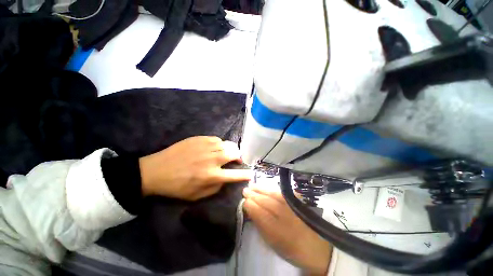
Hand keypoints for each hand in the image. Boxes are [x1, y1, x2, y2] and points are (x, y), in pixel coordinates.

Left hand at [139, 136, 251, 199]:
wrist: (156, 170)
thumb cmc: (176, 186)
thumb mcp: (196, 195)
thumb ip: (215, 188)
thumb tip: (225, 179)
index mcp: (211, 175)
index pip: (235, 175)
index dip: (245, 175)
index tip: (251, 174)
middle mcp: (212, 159)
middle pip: (234, 153)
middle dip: (238, 157)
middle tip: (235, 160)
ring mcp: (206, 146)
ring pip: (227, 144)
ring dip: (230, 150)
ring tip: (225, 153)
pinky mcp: (200, 139)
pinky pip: (217, 139)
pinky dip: (220, 144)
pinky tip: (214, 148)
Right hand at [243, 187, 331, 275]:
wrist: (317, 248)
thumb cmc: (291, 248)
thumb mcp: (273, 243)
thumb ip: (261, 226)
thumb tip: (251, 212)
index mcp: (277, 231)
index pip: (259, 213)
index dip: (250, 205)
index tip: (243, 201)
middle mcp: (284, 215)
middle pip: (265, 201)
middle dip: (253, 195)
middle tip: (245, 190)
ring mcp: (292, 206)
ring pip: (272, 194)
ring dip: (261, 189)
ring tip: (252, 185)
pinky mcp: (298, 202)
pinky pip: (281, 193)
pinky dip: (272, 189)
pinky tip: (266, 187)